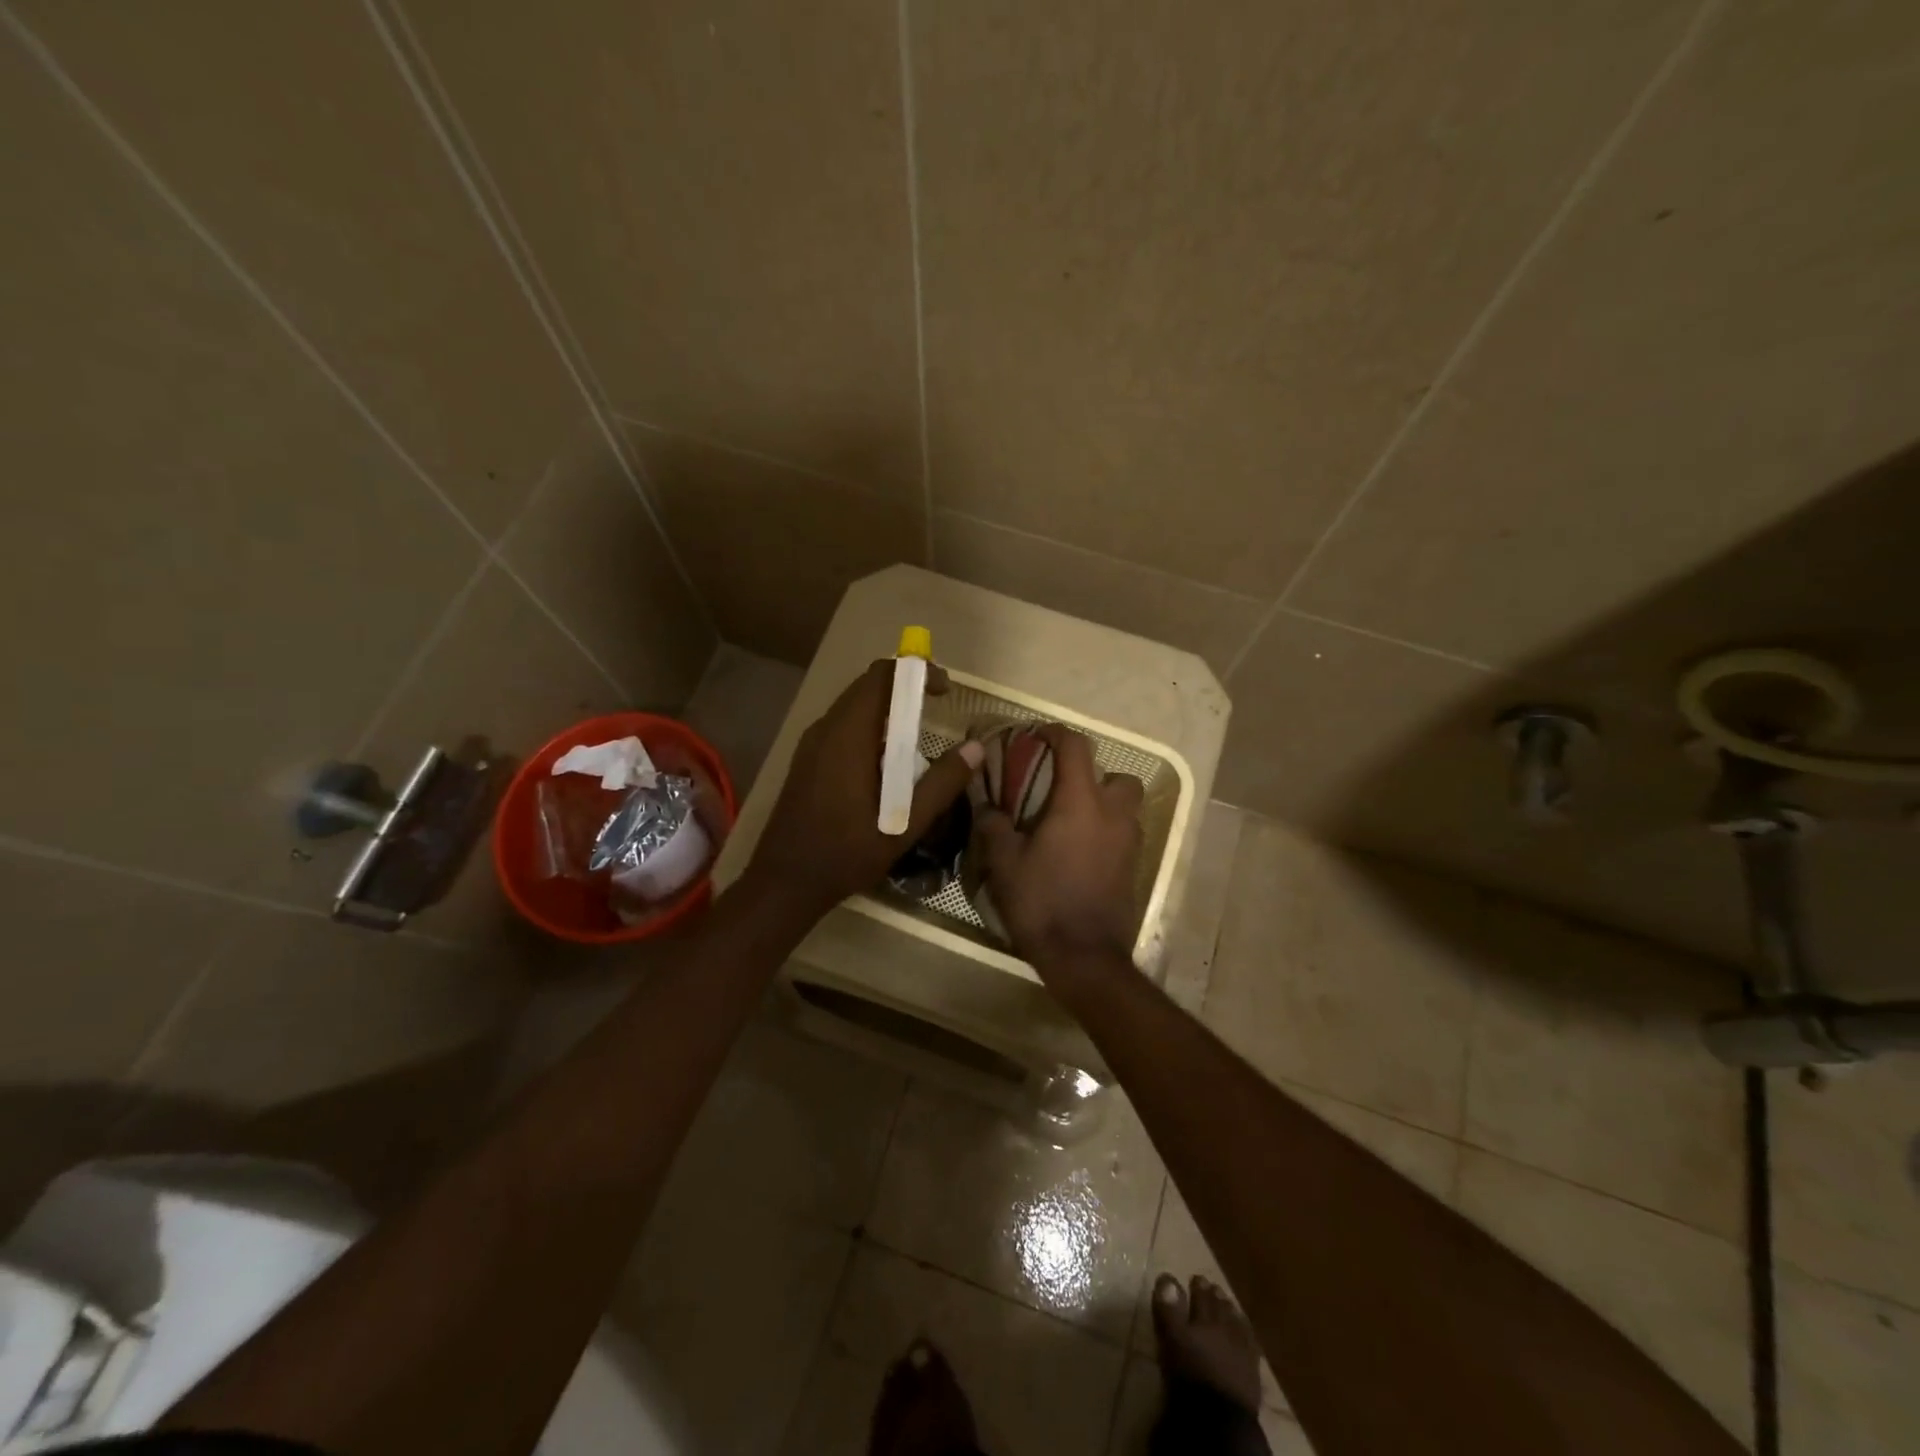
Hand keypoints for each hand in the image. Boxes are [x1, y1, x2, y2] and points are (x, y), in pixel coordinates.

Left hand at [747, 660, 981, 915]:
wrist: (784, 882)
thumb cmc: (845, 854)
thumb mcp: (904, 825)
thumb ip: (941, 784)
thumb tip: (976, 748)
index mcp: (849, 736)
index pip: (881, 677)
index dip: (916, 672)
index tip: (945, 690)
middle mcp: (826, 729)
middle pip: (866, 687)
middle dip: (904, 688)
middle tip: (937, 707)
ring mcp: (811, 744)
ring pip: (853, 706)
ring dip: (886, 708)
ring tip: (917, 734)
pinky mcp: (807, 760)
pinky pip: (842, 726)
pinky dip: (870, 727)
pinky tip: (886, 762)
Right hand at [975, 724, 1143, 970]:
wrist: (1084, 957)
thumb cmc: (1042, 901)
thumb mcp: (1004, 862)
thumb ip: (993, 824)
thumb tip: (986, 804)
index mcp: (1081, 803)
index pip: (1076, 748)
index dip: (1056, 734)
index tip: (1038, 736)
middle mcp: (1113, 814)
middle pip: (1118, 776)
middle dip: (1094, 775)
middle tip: (1062, 789)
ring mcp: (1129, 842)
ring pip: (1126, 806)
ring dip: (1104, 804)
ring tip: (1070, 821)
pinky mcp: (1133, 868)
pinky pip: (1123, 834)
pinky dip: (1106, 831)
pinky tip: (1079, 851)